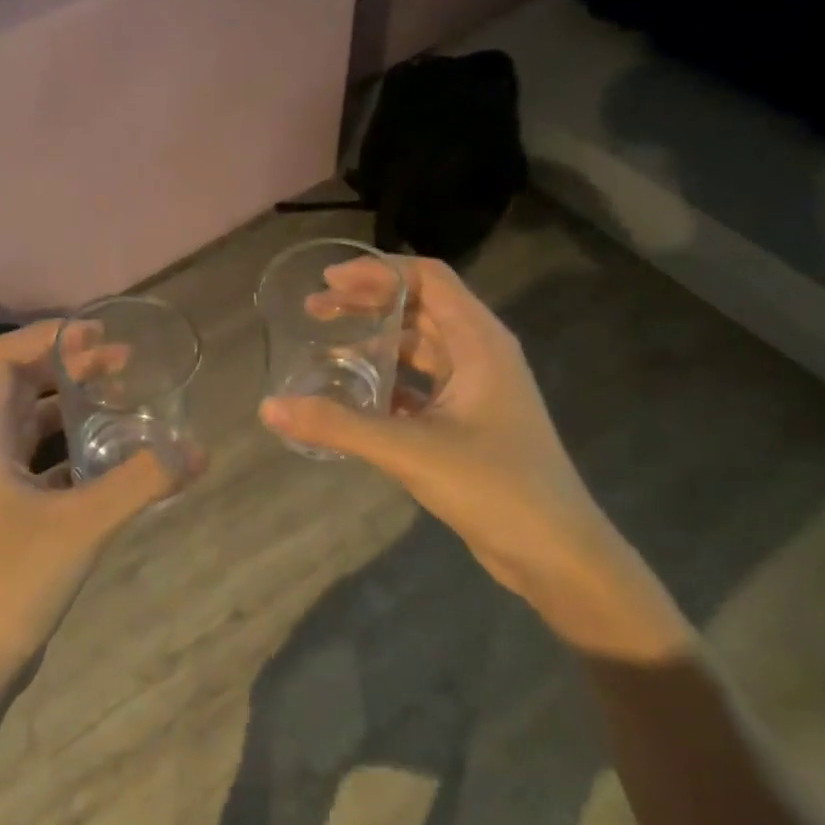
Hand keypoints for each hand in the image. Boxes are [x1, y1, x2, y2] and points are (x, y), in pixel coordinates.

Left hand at [0, 321, 188, 693]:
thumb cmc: (10, 583)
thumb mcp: (82, 526)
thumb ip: (141, 483)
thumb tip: (197, 450)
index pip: (1, 359)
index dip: (47, 337)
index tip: (98, 334)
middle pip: (19, 383)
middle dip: (68, 364)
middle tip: (123, 361)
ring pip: (31, 421)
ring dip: (72, 403)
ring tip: (122, 396)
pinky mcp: (6, 509)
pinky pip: (40, 458)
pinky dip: (73, 445)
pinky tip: (113, 455)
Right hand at [260, 256, 625, 602]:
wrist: (555, 553)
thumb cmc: (495, 487)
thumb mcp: (410, 450)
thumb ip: (338, 426)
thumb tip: (269, 407)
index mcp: (480, 342)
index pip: (428, 279)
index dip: (377, 272)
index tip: (327, 280)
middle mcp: (481, 355)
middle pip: (420, 308)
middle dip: (367, 303)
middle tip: (314, 311)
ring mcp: (476, 390)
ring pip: (420, 348)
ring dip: (376, 342)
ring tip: (326, 350)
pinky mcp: (468, 422)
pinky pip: (420, 385)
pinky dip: (387, 381)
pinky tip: (354, 397)